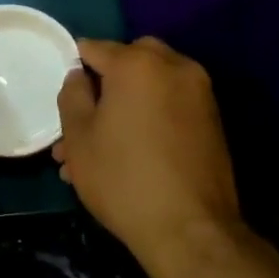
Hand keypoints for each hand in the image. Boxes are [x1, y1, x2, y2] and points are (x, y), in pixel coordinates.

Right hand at [55, 38, 244, 272]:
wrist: (189, 229)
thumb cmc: (123, 178)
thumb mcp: (79, 137)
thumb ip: (73, 95)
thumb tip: (79, 76)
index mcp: (138, 64)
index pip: (95, 48)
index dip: (75, 66)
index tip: (66, 92)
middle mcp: (174, 67)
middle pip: (130, 60)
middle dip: (107, 81)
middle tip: (87, 114)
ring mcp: (199, 93)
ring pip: (152, 85)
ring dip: (127, 103)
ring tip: (100, 146)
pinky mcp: (213, 120)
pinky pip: (171, 104)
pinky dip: (151, 115)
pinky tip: (131, 150)